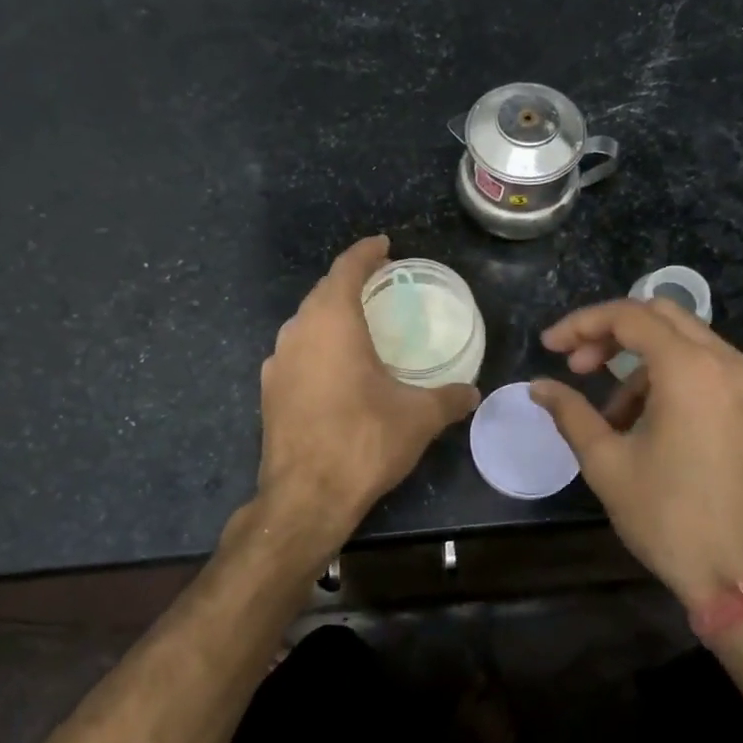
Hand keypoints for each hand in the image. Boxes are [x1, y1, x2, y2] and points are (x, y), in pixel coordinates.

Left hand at [253, 236, 479, 556]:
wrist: (305, 497)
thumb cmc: (364, 441)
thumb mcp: (418, 418)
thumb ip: (449, 397)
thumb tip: (473, 392)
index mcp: (332, 322)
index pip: (346, 269)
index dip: (366, 252)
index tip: (384, 245)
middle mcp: (298, 332)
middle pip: (323, 292)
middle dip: (349, 281)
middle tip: (379, 282)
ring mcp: (277, 362)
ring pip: (305, 322)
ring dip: (330, 314)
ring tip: (358, 322)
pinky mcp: (269, 391)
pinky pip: (296, 352)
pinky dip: (317, 345)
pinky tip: (334, 367)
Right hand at [530, 299, 742, 606]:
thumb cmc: (669, 517)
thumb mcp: (607, 463)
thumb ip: (570, 413)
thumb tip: (538, 387)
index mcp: (690, 369)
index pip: (628, 317)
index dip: (581, 325)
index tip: (549, 348)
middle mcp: (728, 364)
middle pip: (661, 317)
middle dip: (612, 334)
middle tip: (578, 367)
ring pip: (687, 344)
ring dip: (641, 364)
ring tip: (611, 417)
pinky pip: (709, 372)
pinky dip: (672, 380)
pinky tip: (649, 424)